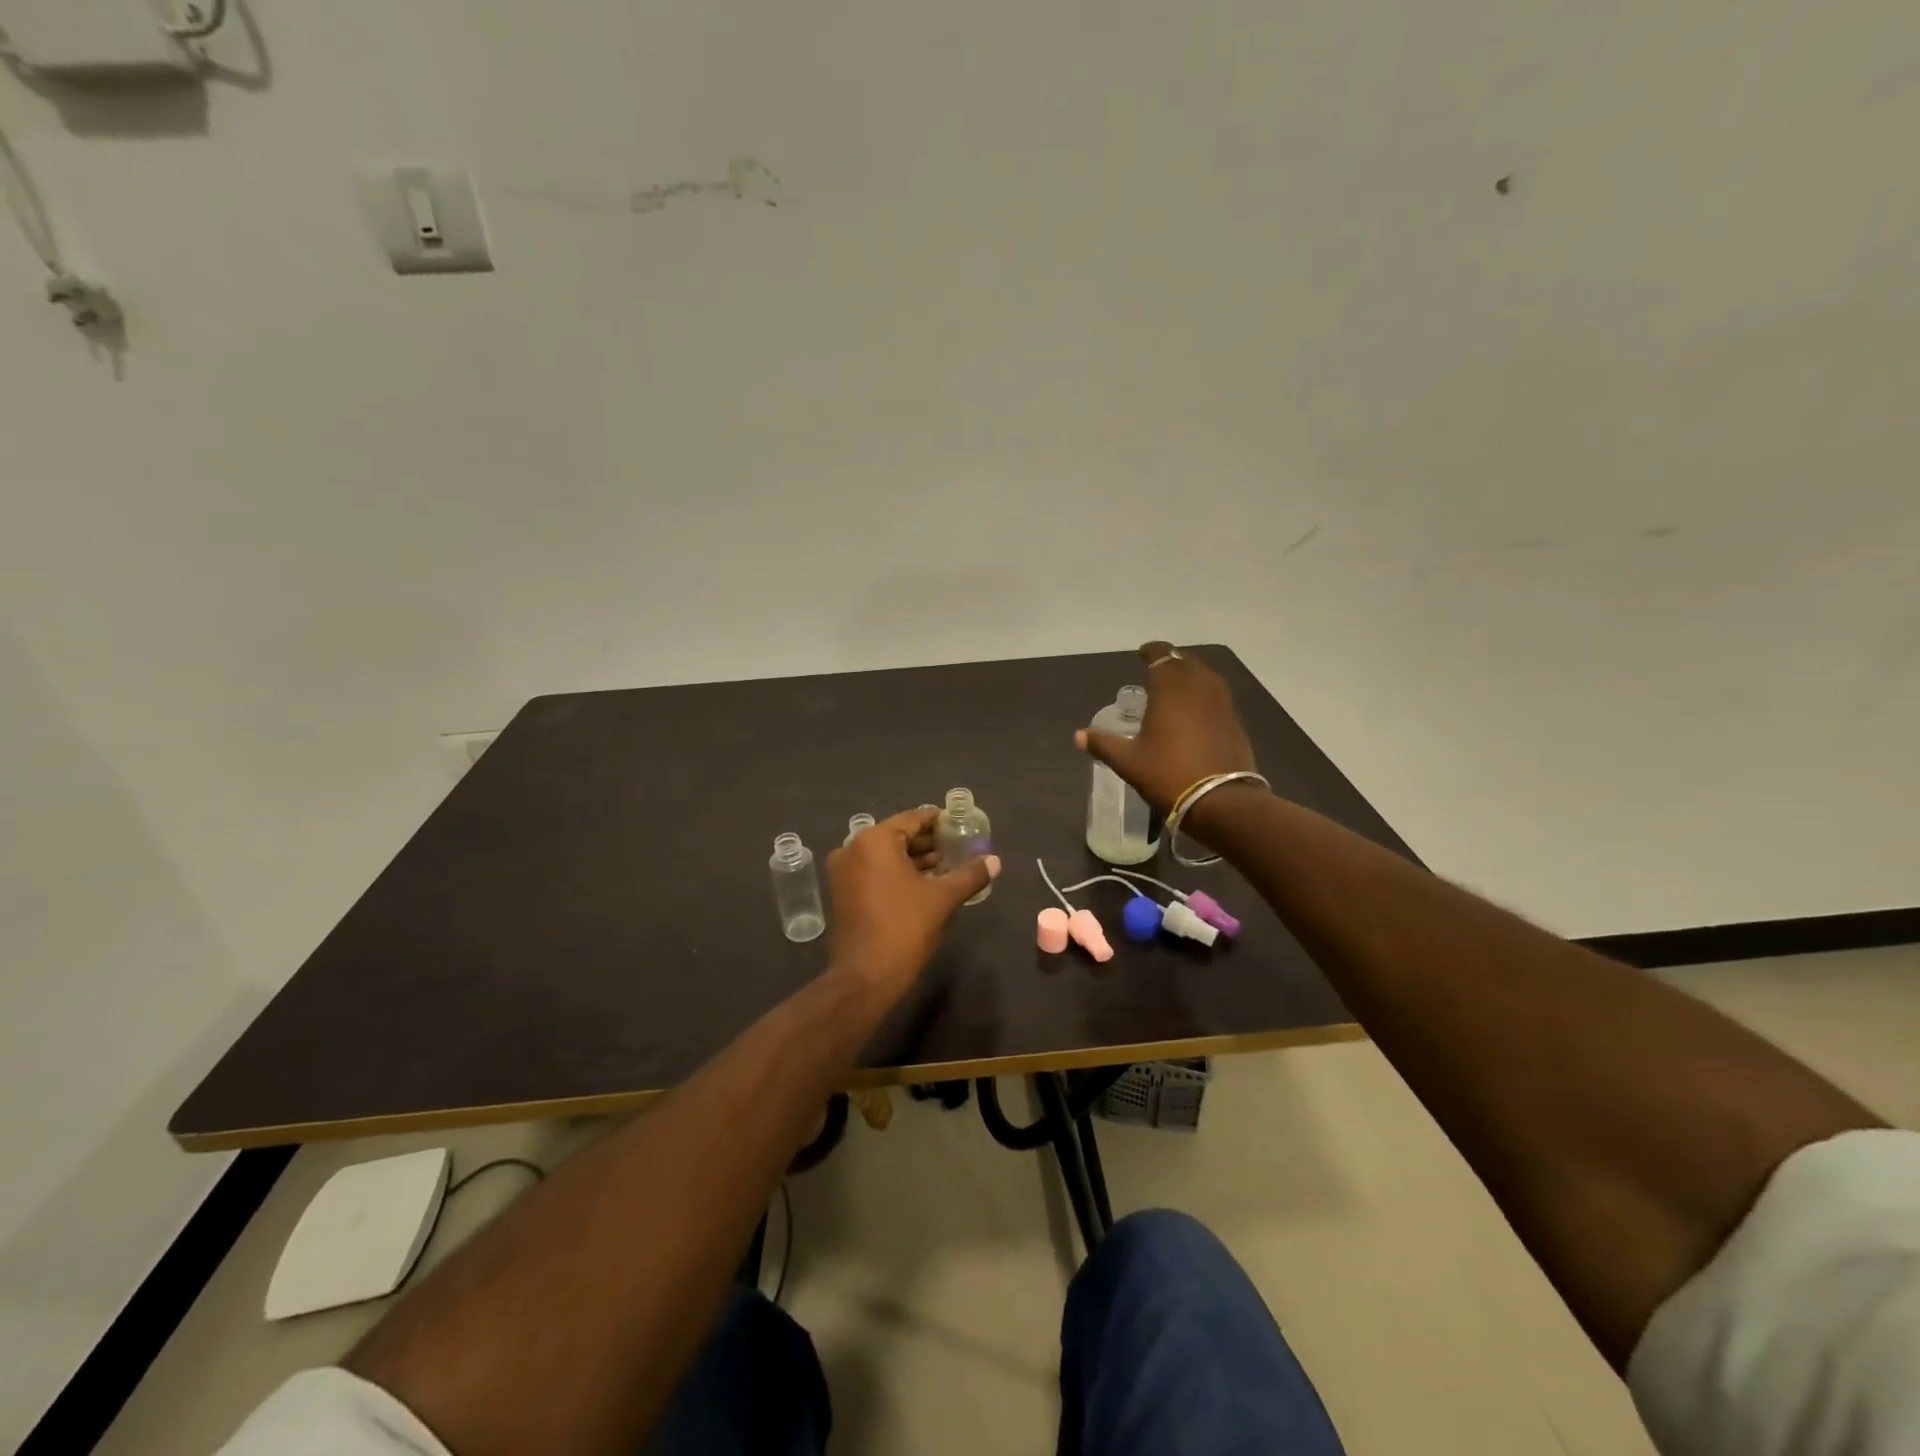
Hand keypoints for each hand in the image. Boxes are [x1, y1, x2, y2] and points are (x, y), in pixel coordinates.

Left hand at [827, 808, 999, 997]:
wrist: (865, 977)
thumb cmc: (905, 928)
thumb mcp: (943, 898)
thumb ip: (970, 874)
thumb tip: (995, 861)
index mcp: (874, 841)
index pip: (913, 819)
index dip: (939, 822)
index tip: (961, 826)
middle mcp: (853, 849)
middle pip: (898, 837)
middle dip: (928, 843)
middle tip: (959, 847)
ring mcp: (844, 873)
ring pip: (886, 856)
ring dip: (915, 860)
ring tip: (948, 866)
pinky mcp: (843, 894)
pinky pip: (875, 872)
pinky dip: (898, 874)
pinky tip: (925, 884)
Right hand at [1075, 641, 1258, 833]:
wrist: (1222, 801)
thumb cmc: (1168, 774)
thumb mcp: (1129, 761)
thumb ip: (1103, 744)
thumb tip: (1078, 736)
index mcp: (1170, 686)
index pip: (1161, 654)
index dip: (1151, 651)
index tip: (1141, 654)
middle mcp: (1199, 685)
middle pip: (1185, 662)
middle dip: (1170, 662)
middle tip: (1155, 672)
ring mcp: (1221, 702)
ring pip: (1204, 677)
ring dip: (1189, 676)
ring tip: (1174, 690)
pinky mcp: (1235, 720)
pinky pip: (1216, 696)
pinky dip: (1203, 696)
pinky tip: (1194, 712)